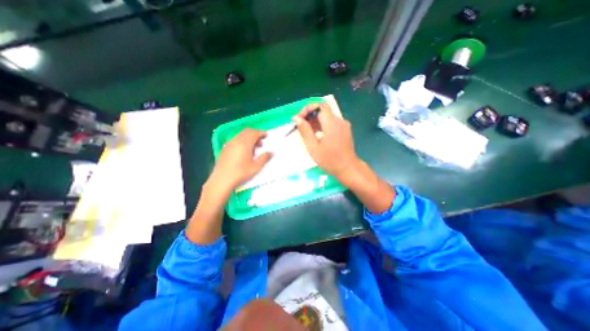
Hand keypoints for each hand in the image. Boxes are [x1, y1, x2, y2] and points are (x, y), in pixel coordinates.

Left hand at [208, 129, 273, 191]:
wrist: (222, 179)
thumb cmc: (241, 173)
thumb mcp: (256, 167)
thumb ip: (265, 158)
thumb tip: (271, 152)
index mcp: (245, 143)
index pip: (254, 133)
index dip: (261, 133)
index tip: (266, 136)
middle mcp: (236, 140)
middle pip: (247, 131)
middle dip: (255, 134)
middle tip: (261, 142)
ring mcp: (229, 144)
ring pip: (241, 135)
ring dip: (249, 138)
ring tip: (254, 148)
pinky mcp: (225, 148)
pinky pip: (235, 140)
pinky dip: (242, 141)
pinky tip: (244, 152)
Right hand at [295, 103, 359, 179]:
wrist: (348, 169)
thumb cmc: (329, 160)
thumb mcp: (313, 147)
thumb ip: (305, 131)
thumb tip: (296, 118)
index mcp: (331, 123)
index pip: (320, 106)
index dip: (308, 109)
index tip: (299, 118)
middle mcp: (339, 121)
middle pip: (323, 111)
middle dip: (310, 116)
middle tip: (300, 126)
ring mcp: (343, 125)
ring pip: (327, 117)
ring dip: (316, 121)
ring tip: (307, 132)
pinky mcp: (345, 130)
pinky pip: (332, 123)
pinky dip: (323, 125)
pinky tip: (317, 135)